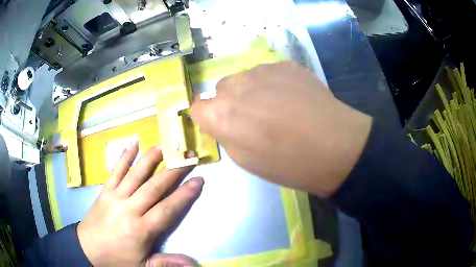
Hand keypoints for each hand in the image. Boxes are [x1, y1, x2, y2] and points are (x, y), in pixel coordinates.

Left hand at [77, 142, 202, 265]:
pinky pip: (115, 171)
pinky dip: (124, 157)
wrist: (87, 248)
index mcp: (141, 229)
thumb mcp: (143, 266)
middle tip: (187, 158)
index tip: (198, 180)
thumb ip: (167, 263)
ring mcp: (115, 197)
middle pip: (154, 187)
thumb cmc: (117, 258)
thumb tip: (193, 264)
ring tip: (164, 146)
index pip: (167, 209)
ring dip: (150, 159)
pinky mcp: (105, 191)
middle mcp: (129, 209)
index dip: (184, 195)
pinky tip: (132, 144)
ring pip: (135, 175)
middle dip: (173, 172)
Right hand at [192, 62, 370, 197]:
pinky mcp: (285, 64)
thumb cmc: (288, 163)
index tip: (221, 124)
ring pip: (245, 78)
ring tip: (278, 106)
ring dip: (252, 90)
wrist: (335, 146)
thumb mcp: (245, 160)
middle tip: (254, 118)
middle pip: (221, 89)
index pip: (197, 107)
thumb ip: (226, 133)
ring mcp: (262, 70)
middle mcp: (236, 86)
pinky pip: (268, 72)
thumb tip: (222, 119)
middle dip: (230, 102)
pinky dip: (273, 83)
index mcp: (221, 115)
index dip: (207, 117)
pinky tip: (293, 97)